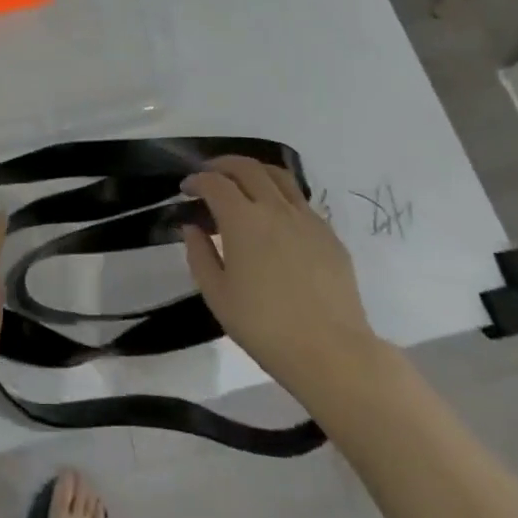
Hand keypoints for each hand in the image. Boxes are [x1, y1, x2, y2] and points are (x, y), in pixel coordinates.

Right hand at [181, 157, 390, 402]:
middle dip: (222, 165)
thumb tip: (192, 227)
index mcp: (243, 220)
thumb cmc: (265, 327)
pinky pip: (299, 200)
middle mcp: (275, 208)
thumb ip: (199, 255)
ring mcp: (306, 218)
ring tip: (243, 183)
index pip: (215, 182)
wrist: (332, 352)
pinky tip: (275, 217)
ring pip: (278, 175)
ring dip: (254, 171)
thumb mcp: (218, 296)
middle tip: (209, 175)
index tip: (186, 189)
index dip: (196, 180)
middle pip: (247, 167)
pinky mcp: (329, 234)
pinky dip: (279, 195)